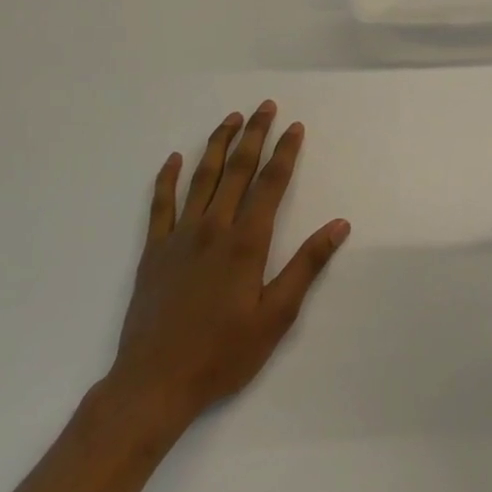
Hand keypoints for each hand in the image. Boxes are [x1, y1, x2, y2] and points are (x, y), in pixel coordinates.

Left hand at [108, 101, 349, 421]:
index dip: (285, 153)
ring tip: (230, 118)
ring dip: (217, 144)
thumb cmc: (223, 353)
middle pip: (236, 170)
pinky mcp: (153, 251)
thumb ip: (306, 266)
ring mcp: (179, 236)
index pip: (271, 184)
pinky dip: (167, 178)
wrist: (154, 384)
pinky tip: (173, 159)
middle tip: (265, 107)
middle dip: (254, 135)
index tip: (295, 127)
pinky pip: (160, 204)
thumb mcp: (277, 316)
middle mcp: (213, 228)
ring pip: (201, 178)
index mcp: (246, 242)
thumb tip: (339, 225)